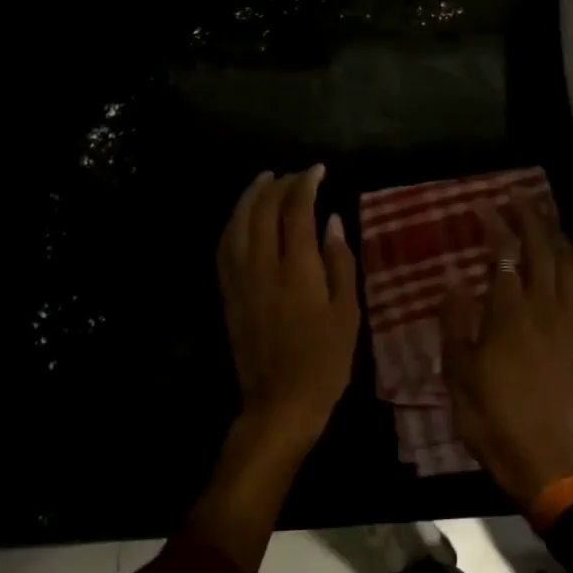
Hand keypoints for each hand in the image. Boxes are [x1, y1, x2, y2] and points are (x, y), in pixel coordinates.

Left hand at [217, 165, 360, 450]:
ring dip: (250, 196)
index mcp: (297, 269)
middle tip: (296, 175)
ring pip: (238, 223)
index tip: (318, 169)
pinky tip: (241, 217)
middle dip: (279, 184)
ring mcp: (240, 279)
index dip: (306, 183)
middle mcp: (263, 266)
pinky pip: (225, 246)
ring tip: (264, 179)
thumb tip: (331, 221)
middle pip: (263, 210)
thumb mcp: (347, 312)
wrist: (280, 402)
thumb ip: (340, 262)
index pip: (296, 210)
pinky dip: (233, 223)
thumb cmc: (325, 361)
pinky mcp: (229, 293)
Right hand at [440, 193, 572, 508]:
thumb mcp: (458, 370)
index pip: (504, 255)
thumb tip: (454, 280)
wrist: (543, 455)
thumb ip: (456, 322)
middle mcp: (542, 307)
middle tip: (519, 199)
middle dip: (530, 219)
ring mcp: (570, 321)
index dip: (496, 227)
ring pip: (568, 264)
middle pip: (541, 250)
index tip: (485, 208)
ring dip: (558, 234)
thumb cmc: (490, 414)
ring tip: (547, 214)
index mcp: (508, 312)